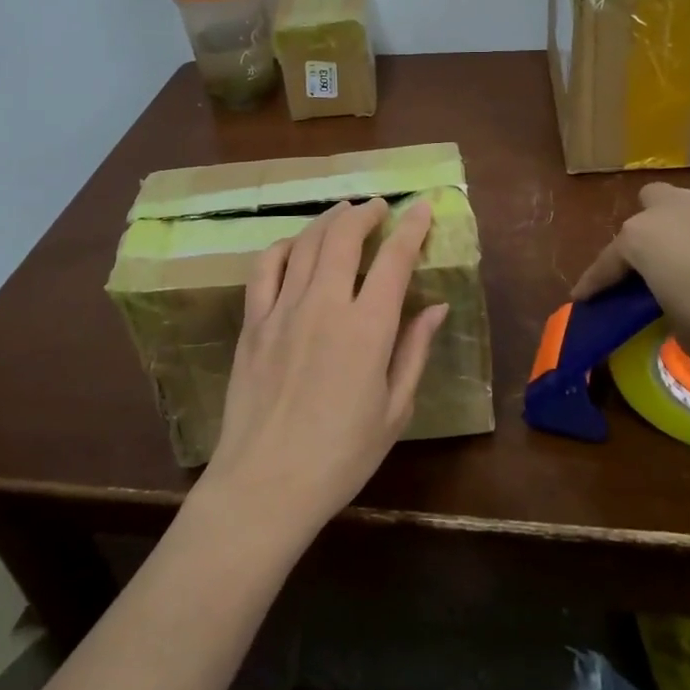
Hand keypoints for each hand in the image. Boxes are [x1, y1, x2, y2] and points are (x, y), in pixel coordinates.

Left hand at [199, 198, 448, 545]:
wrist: (265, 483)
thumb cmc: (341, 456)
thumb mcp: (394, 410)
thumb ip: (414, 351)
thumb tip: (436, 307)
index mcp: (367, 329)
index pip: (393, 260)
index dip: (411, 228)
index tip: (422, 206)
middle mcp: (324, 306)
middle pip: (343, 237)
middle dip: (365, 213)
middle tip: (379, 206)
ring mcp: (282, 311)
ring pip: (306, 245)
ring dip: (328, 220)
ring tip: (344, 211)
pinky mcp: (252, 323)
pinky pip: (265, 268)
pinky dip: (283, 246)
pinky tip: (295, 244)